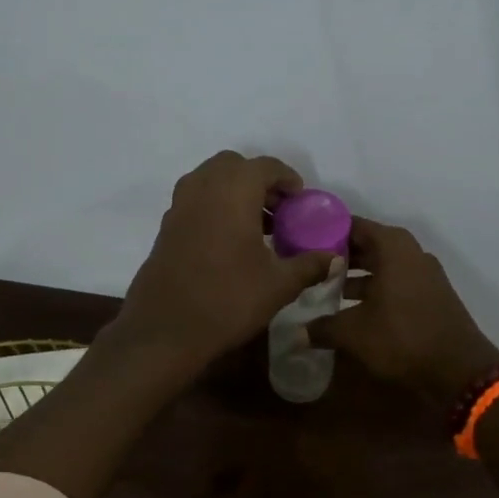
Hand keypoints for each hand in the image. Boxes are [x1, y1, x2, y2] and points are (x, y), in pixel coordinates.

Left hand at [114, 152, 336, 372]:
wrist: (165, 330)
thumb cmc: (228, 300)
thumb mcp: (278, 285)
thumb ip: (309, 265)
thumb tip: (333, 258)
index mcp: (233, 191)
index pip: (265, 166)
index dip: (287, 179)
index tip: (301, 202)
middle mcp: (202, 188)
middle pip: (234, 167)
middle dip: (258, 181)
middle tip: (279, 212)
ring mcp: (179, 207)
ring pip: (210, 182)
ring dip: (235, 194)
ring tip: (258, 228)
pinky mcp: (166, 228)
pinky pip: (196, 202)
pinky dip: (215, 208)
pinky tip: (230, 243)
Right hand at [308, 217, 498, 405]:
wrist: (459, 369)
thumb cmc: (402, 338)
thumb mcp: (353, 333)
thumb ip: (322, 327)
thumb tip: (296, 333)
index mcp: (392, 247)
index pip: (351, 225)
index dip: (324, 231)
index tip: (300, 241)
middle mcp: (410, 252)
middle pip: (367, 244)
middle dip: (338, 255)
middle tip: (308, 266)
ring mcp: (423, 273)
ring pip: (381, 265)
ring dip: (355, 275)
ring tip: (324, 289)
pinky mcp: (430, 294)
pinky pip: (394, 282)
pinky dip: (373, 288)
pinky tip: (352, 308)